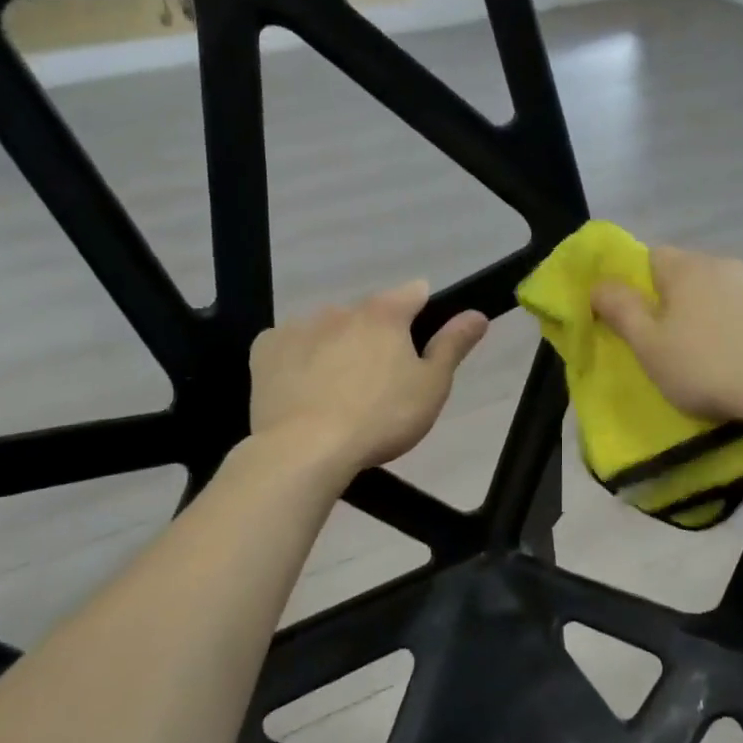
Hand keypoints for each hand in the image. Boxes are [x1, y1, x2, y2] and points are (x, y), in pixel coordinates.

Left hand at [250, 282, 487, 473]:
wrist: (304, 449)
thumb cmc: (380, 419)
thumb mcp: (431, 387)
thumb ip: (453, 345)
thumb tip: (476, 313)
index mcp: (384, 314)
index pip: (415, 293)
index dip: (424, 313)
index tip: (422, 345)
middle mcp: (340, 309)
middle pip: (368, 315)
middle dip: (377, 338)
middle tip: (381, 384)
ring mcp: (299, 326)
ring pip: (329, 330)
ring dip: (338, 347)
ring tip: (340, 393)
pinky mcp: (266, 349)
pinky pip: (291, 345)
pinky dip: (301, 360)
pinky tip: (304, 390)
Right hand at [590, 247, 742, 442]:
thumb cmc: (708, 367)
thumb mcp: (649, 346)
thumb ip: (620, 310)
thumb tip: (598, 284)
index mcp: (686, 267)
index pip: (649, 257)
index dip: (635, 286)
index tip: (634, 323)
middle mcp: (722, 265)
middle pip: (682, 276)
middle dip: (668, 303)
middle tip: (662, 345)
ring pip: (713, 295)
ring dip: (700, 318)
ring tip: (699, 359)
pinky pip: (739, 313)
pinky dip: (729, 331)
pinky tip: (733, 362)